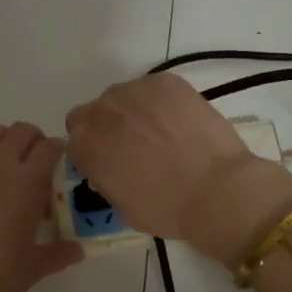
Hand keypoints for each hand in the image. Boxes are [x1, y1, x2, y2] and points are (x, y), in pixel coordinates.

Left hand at [0, 122, 82, 291]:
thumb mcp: (35, 266)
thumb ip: (60, 252)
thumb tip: (77, 250)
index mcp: (27, 183)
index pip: (49, 147)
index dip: (58, 151)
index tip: (60, 165)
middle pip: (20, 130)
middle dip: (34, 141)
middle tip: (37, 165)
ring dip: (5, 142)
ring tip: (8, 169)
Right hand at [65, 75, 291, 264]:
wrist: (217, 189)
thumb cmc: (166, 209)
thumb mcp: (121, 207)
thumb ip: (105, 180)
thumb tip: (108, 169)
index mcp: (86, 145)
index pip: (74, 141)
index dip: (92, 153)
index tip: (110, 164)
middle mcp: (103, 111)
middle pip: (93, 113)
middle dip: (106, 128)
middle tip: (133, 147)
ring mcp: (135, 91)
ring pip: (122, 96)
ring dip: (131, 111)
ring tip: (160, 132)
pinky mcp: (166, 82)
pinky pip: (152, 88)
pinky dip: (160, 102)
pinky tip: (178, 122)